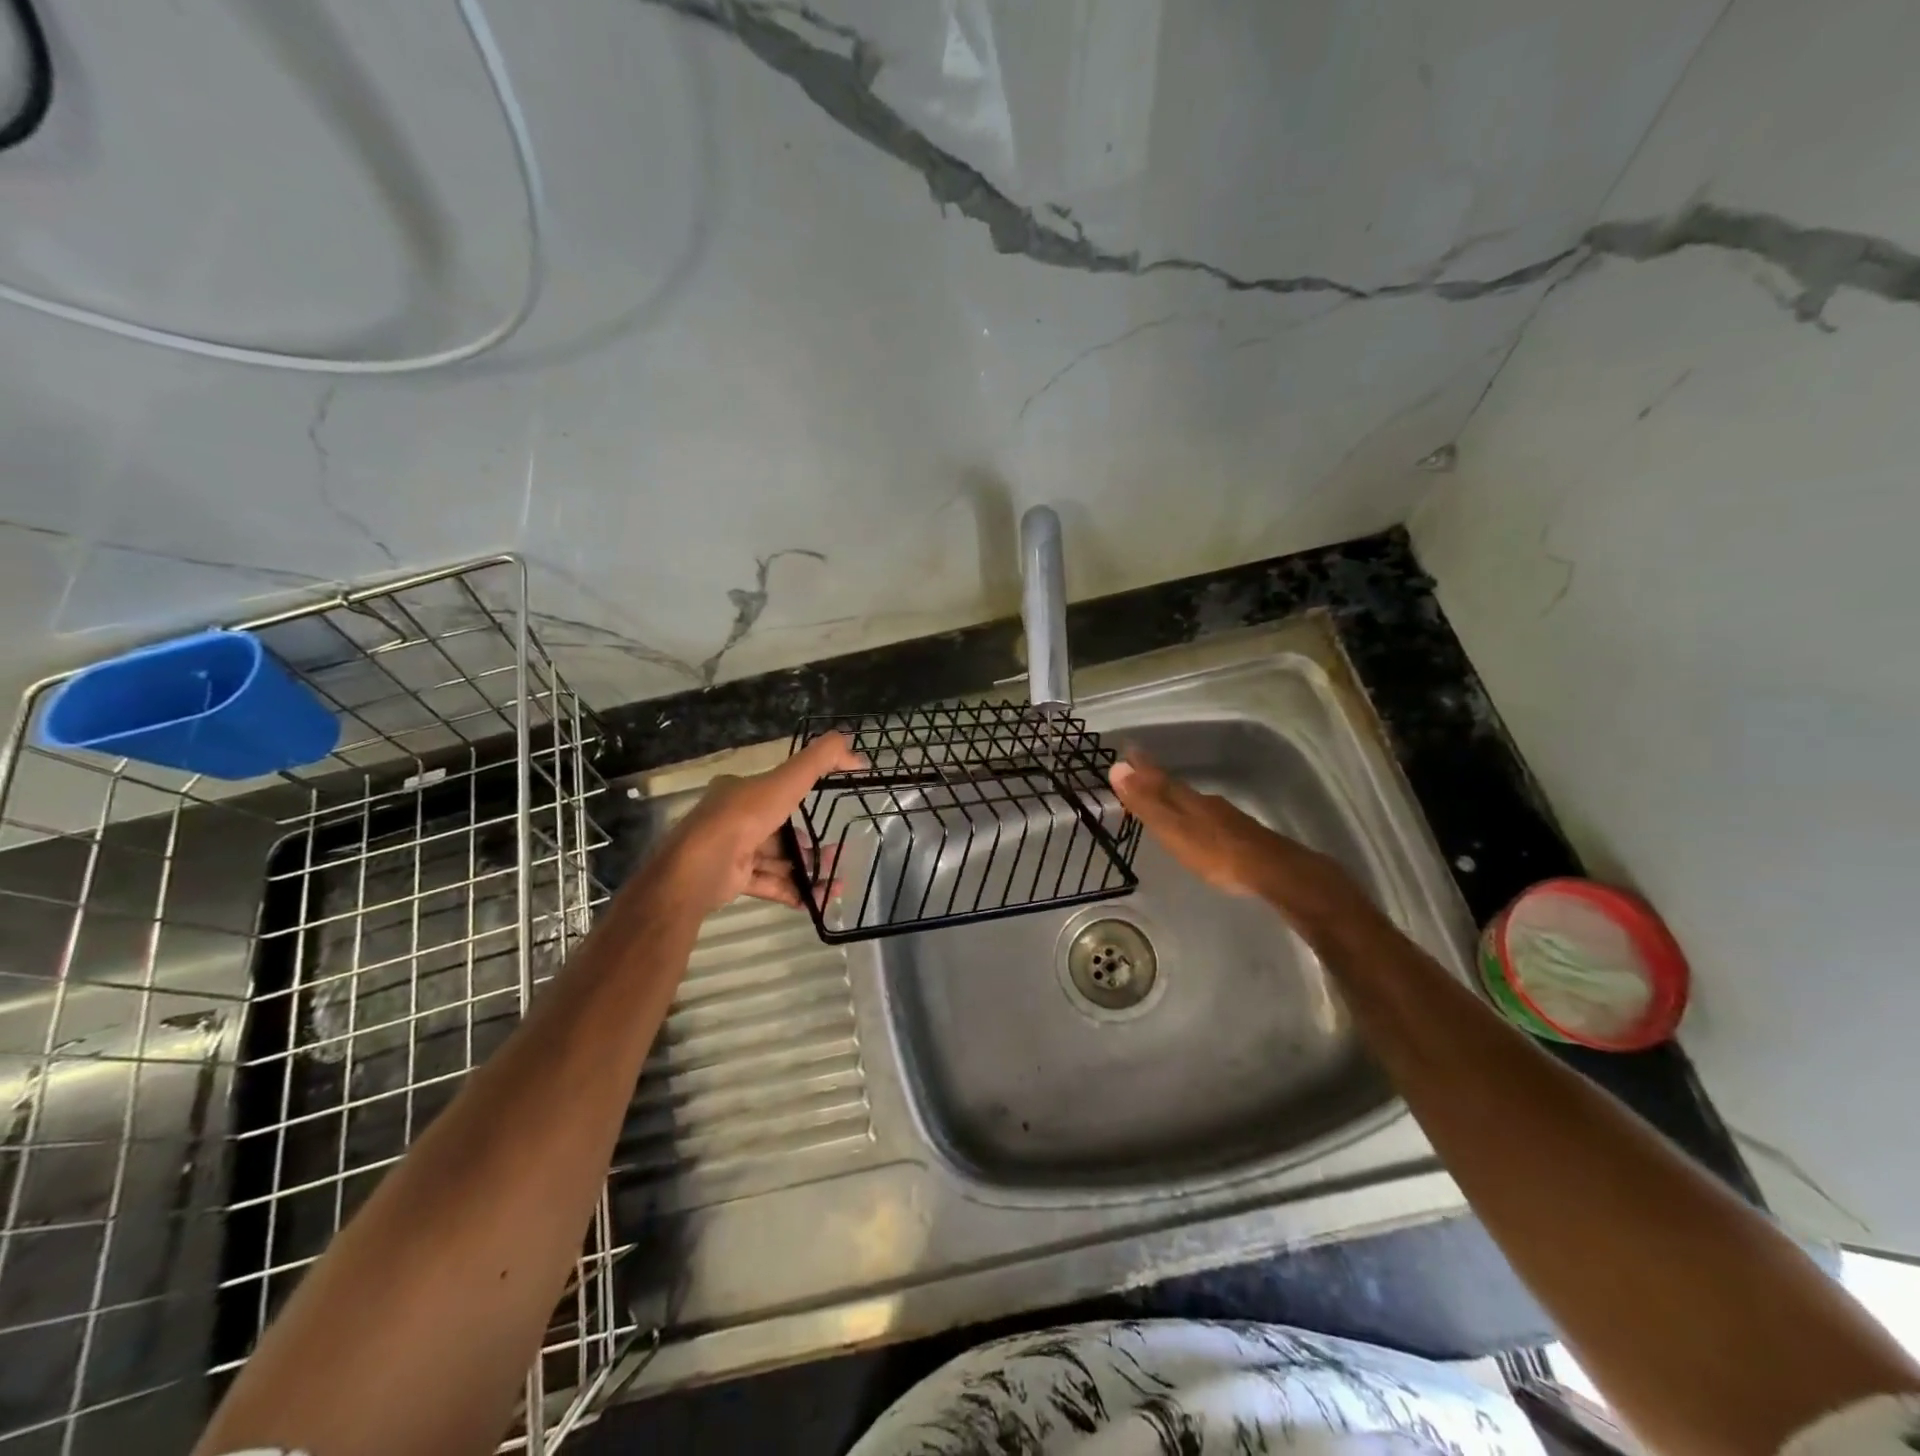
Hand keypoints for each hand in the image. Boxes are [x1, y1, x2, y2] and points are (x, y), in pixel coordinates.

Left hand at [655, 733, 863, 914]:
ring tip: (834, 883)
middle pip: (778, 831)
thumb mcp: (786, 781)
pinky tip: (816, 900)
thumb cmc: (743, 818)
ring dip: (806, 870)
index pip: (774, 793)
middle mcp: (732, 819)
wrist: (699, 868)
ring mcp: (730, 852)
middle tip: (835, 856)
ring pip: (776, 860)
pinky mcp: (730, 880)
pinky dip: (792, 891)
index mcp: (738, 791)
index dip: (801, 805)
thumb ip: (819, 761)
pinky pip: (768, 884)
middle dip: (808, 845)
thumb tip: (855, 750)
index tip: (825, 818)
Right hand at [1107, 750, 1364, 926]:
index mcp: (1186, 799)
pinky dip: (1195, 816)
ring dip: (1177, 798)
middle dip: (1157, 781)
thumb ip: (1146, 802)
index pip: (1158, 777)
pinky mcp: (1241, 835)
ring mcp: (1226, 818)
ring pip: (1194, 802)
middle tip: (1141, 774)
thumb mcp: (1172, 828)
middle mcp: (1206, 802)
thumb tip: (1117, 767)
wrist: (1271, 870)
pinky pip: (1209, 817)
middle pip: (1176, 788)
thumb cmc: (1214, 851)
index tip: (1127, 749)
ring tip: (1165, 800)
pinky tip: (1198, 827)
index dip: (1142, 767)